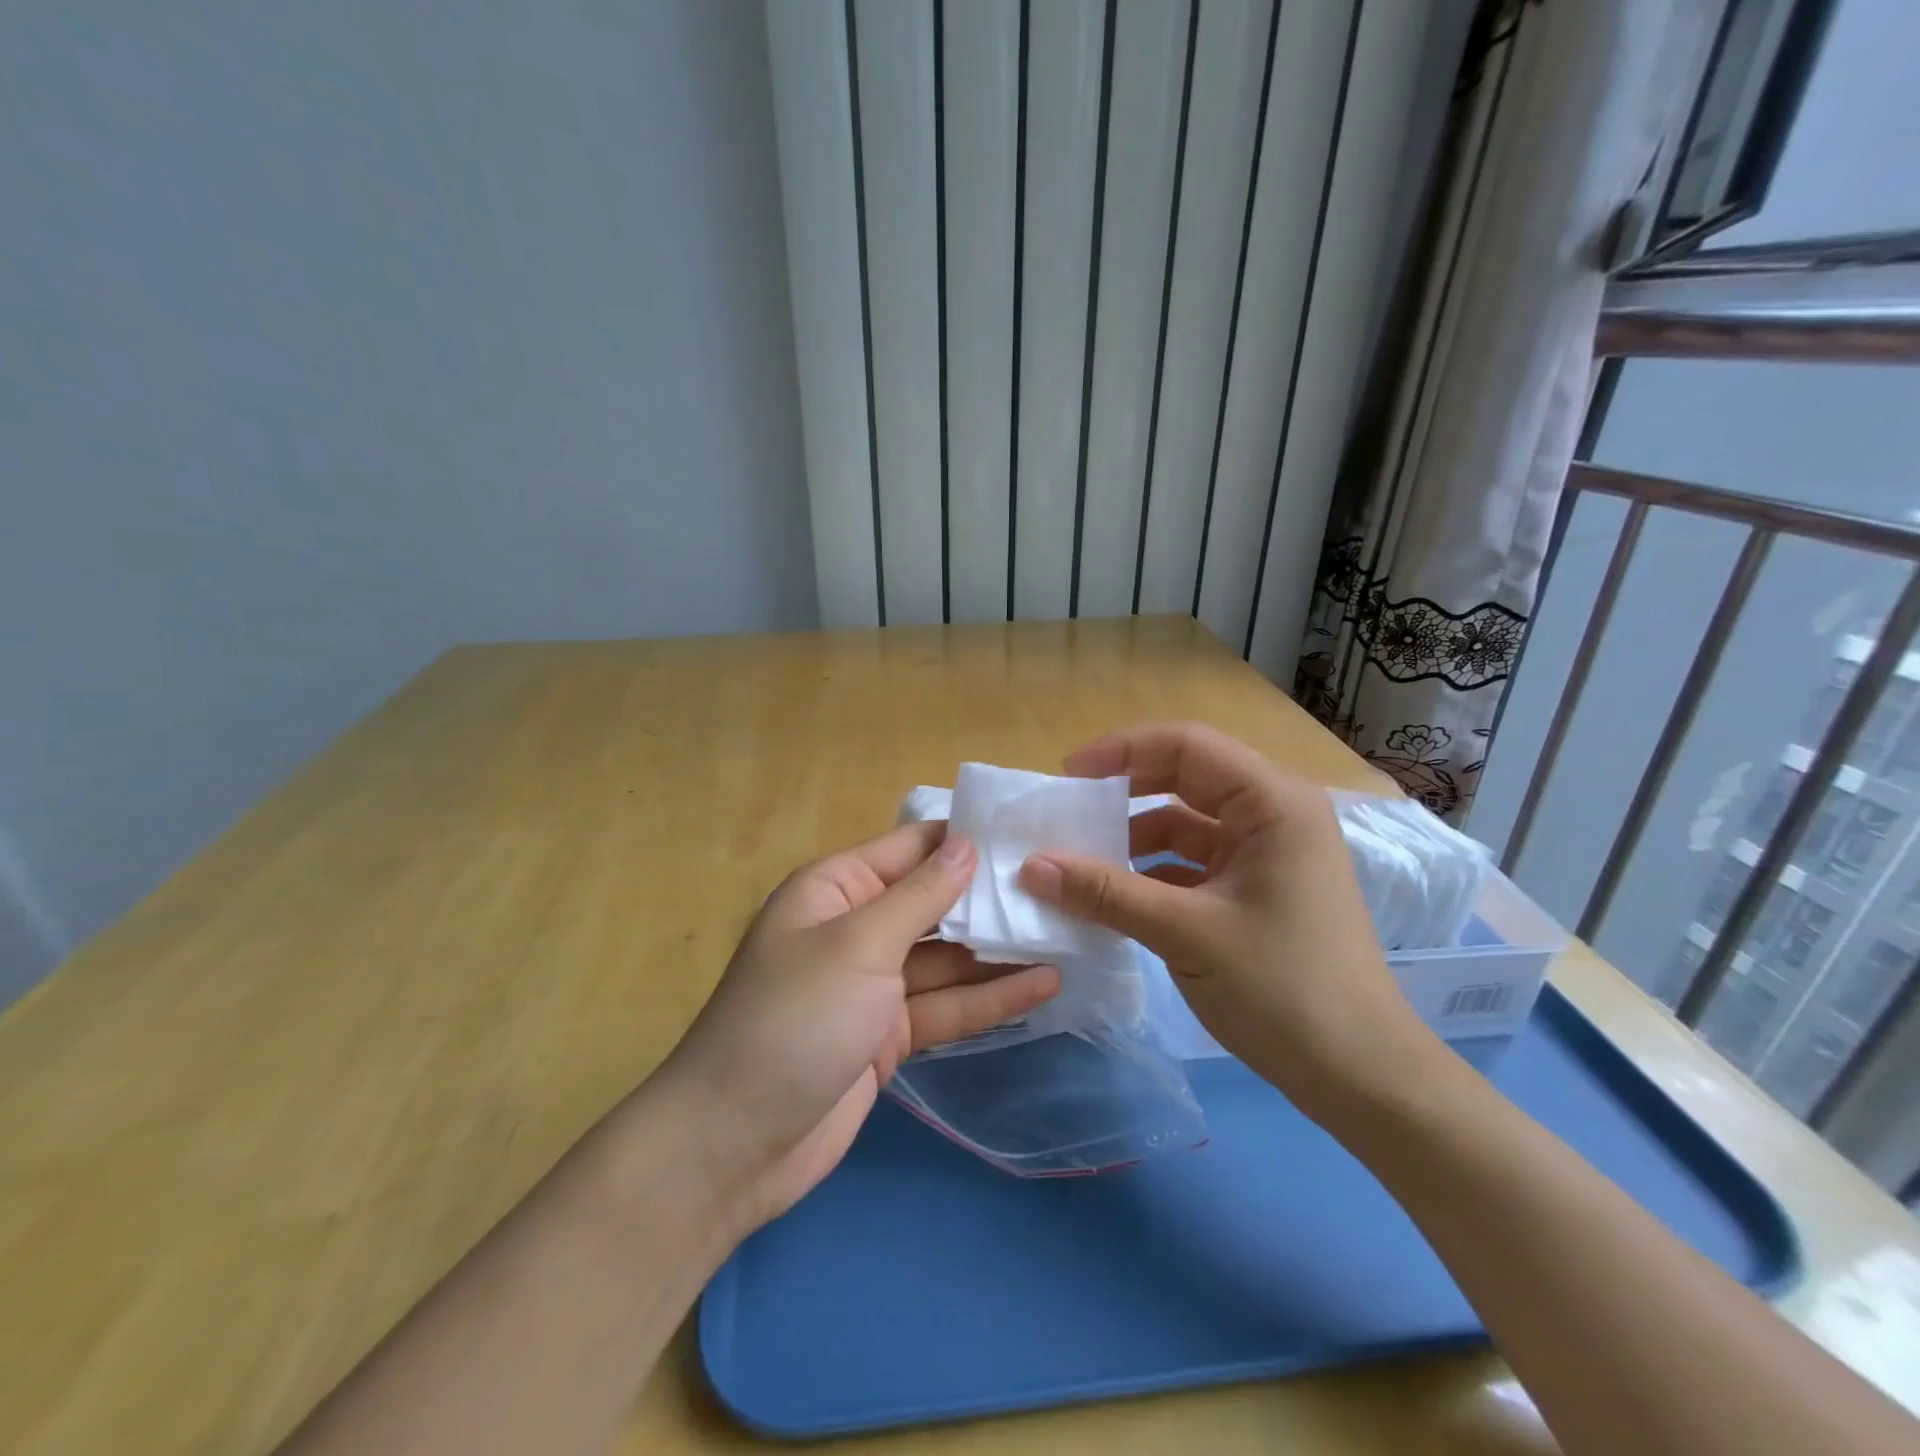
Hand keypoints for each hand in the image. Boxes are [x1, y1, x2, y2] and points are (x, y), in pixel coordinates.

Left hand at [656, 820, 1058, 1230]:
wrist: (733, 1145)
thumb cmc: (792, 1019)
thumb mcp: (858, 944)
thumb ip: (919, 895)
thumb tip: (967, 843)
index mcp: (836, 889)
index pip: (911, 848)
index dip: (966, 839)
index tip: (1029, 833)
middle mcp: (857, 928)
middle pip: (934, 903)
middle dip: (990, 898)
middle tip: (1061, 888)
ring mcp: (874, 985)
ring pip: (947, 958)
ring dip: (999, 951)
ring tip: (1066, 935)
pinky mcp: (889, 1035)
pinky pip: (946, 1007)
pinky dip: (989, 999)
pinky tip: (1044, 987)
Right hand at [1017, 722, 1442, 1120]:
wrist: (1361, 1076)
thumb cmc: (1282, 989)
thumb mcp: (1185, 933)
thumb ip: (1104, 893)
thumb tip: (1031, 866)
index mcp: (1273, 802)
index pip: (1187, 745)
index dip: (1122, 751)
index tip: (1068, 777)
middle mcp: (1273, 815)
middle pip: (1185, 778)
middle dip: (1123, 792)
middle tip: (1068, 811)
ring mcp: (1266, 855)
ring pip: (1186, 824)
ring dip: (1133, 837)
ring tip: (1079, 858)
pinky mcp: (1257, 890)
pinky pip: (1193, 863)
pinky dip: (1151, 873)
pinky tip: (1111, 895)